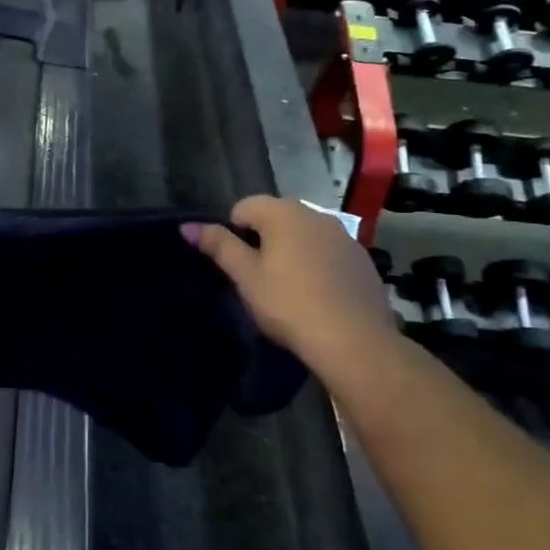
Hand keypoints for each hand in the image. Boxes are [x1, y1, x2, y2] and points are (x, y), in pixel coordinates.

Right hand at [186, 196, 392, 376]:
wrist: (355, 343)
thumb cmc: (290, 305)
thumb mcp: (246, 277)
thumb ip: (218, 246)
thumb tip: (187, 226)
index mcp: (283, 212)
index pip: (243, 207)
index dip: (233, 234)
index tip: (237, 267)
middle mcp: (316, 214)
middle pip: (276, 217)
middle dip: (263, 240)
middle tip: (258, 279)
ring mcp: (344, 236)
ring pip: (304, 235)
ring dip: (291, 251)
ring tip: (288, 289)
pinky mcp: (362, 260)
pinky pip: (328, 253)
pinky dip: (317, 265)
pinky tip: (317, 296)